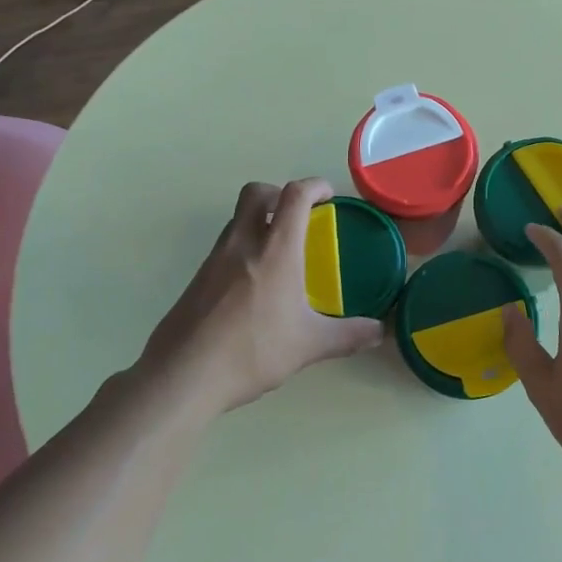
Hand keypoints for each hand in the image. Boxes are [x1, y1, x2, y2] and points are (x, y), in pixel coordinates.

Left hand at [140, 179, 383, 417]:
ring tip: (280, 253)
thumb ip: (347, 335)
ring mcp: (215, 258)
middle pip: (256, 192)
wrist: (182, 375)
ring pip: (238, 218)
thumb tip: (379, 332)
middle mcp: (243, 242)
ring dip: (259, 220)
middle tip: (298, 216)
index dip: (314, 186)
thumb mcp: (308, 346)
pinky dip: (244, 247)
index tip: (328, 195)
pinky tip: (254, 285)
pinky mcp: (198, 278)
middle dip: (279, 193)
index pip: (294, 195)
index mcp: (275, 250)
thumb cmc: (251, 351)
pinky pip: (225, 245)